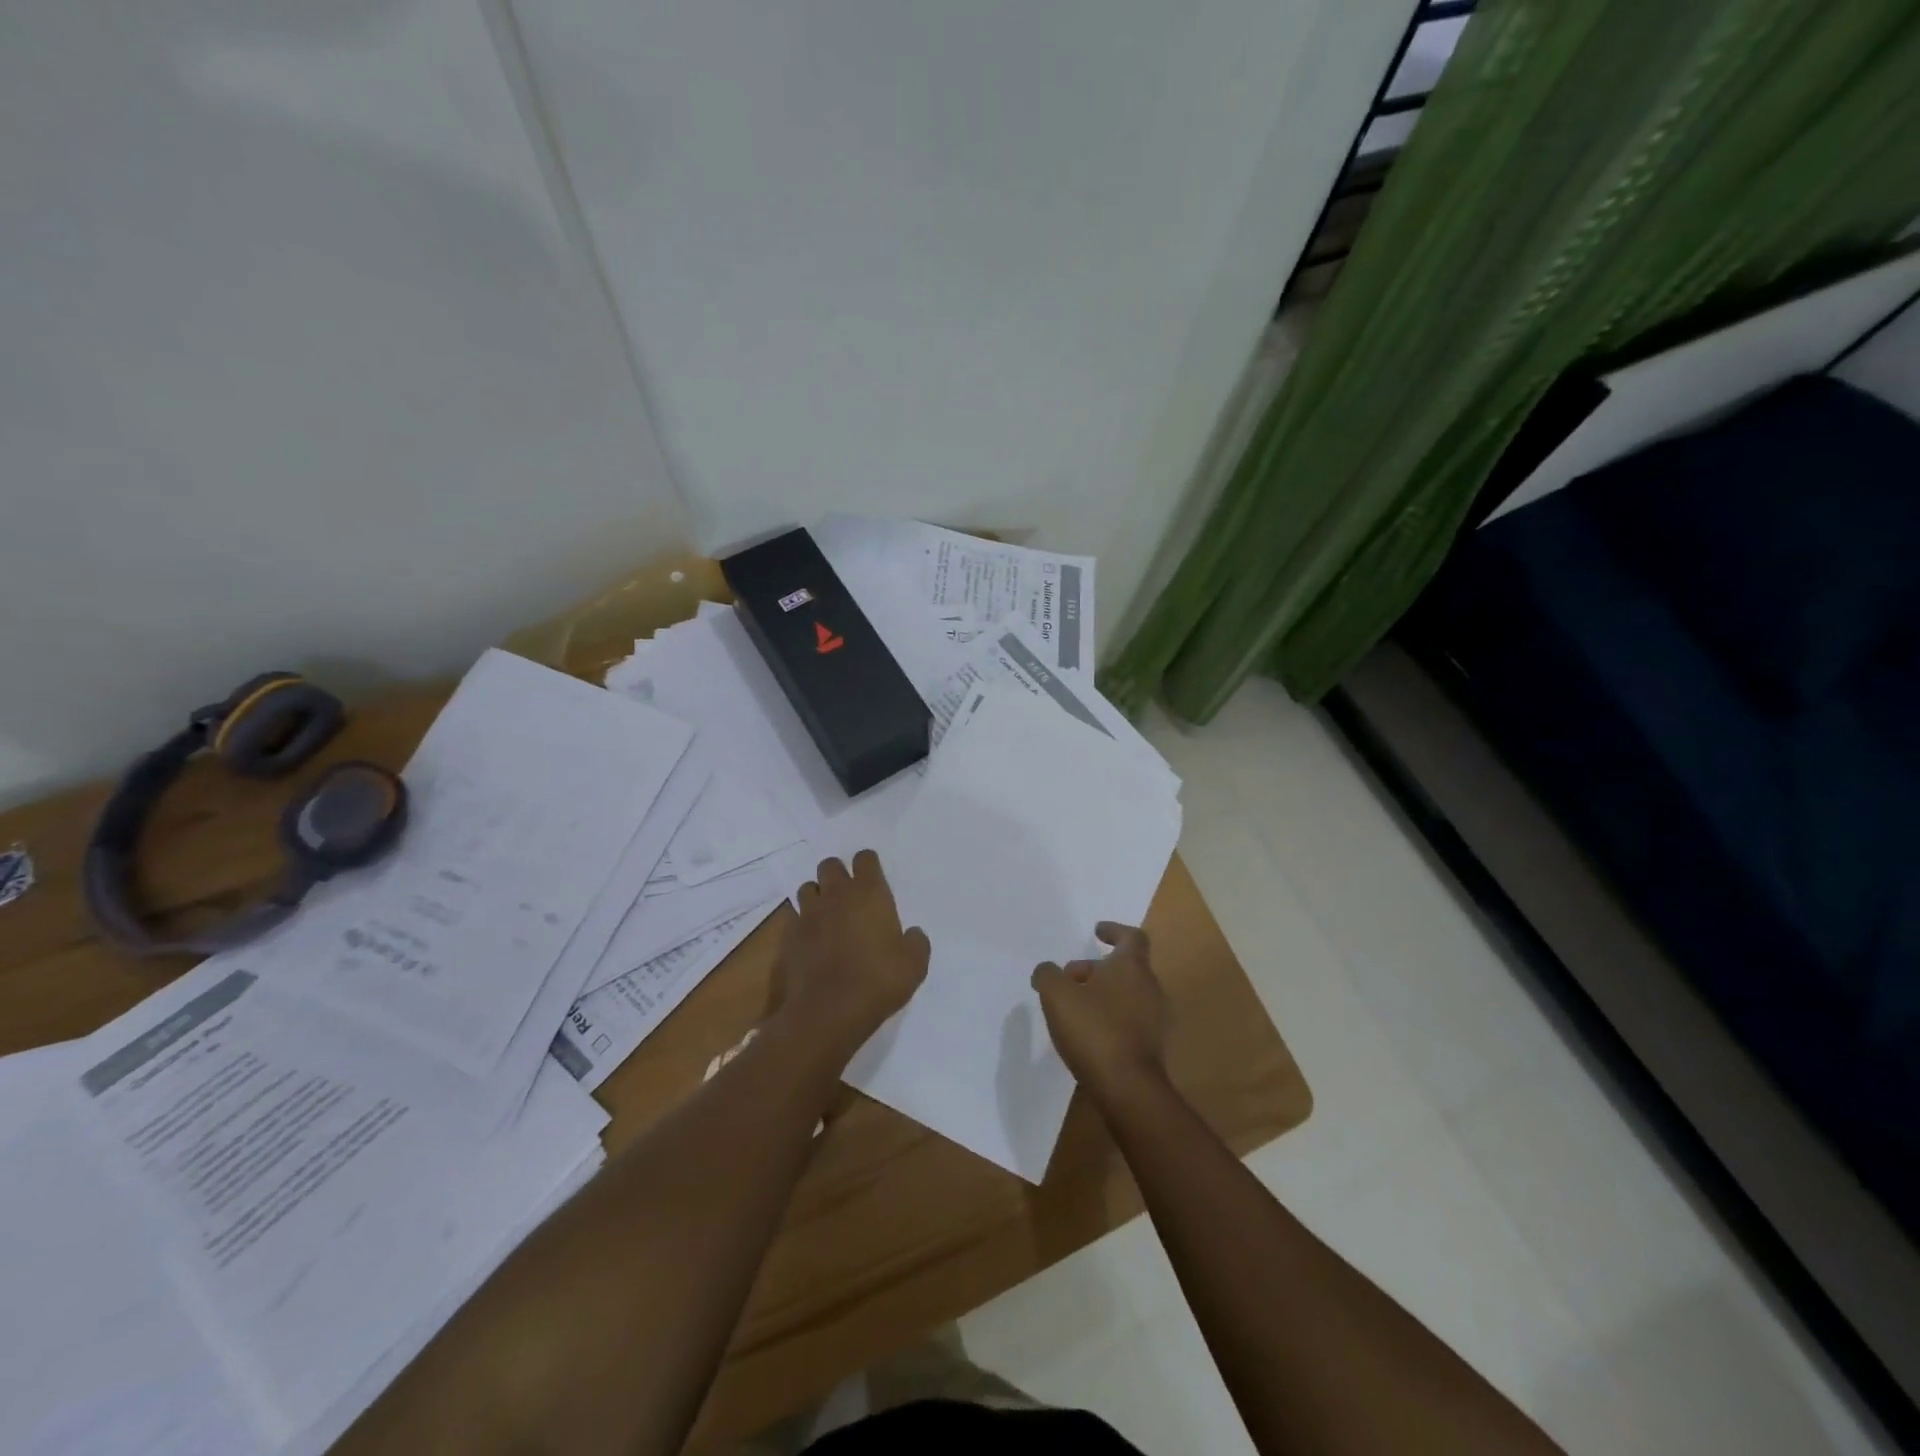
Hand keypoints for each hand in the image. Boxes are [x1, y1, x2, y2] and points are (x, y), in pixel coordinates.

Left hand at [770, 850, 929, 1062]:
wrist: (829, 1010)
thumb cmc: (878, 980)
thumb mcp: (914, 965)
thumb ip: (916, 943)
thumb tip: (913, 934)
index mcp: (869, 893)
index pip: (865, 858)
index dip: (868, 865)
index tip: (873, 878)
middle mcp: (837, 895)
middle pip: (830, 865)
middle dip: (838, 874)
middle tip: (848, 895)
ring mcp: (809, 914)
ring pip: (808, 888)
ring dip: (818, 896)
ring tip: (828, 915)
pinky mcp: (790, 936)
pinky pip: (795, 917)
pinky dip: (804, 923)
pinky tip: (813, 940)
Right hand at [1032, 922, 1168, 1103]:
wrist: (1127, 1088)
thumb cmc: (1094, 1029)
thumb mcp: (1057, 995)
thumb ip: (1048, 975)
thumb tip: (1047, 971)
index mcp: (1132, 967)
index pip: (1132, 937)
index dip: (1114, 931)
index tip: (1097, 932)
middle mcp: (1149, 987)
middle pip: (1124, 967)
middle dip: (1096, 968)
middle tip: (1069, 978)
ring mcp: (1154, 1018)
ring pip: (1126, 994)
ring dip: (1101, 994)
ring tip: (1072, 1007)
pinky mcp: (1150, 1046)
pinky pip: (1128, 1020)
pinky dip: (1109, 1017)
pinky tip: (1086, 1033)